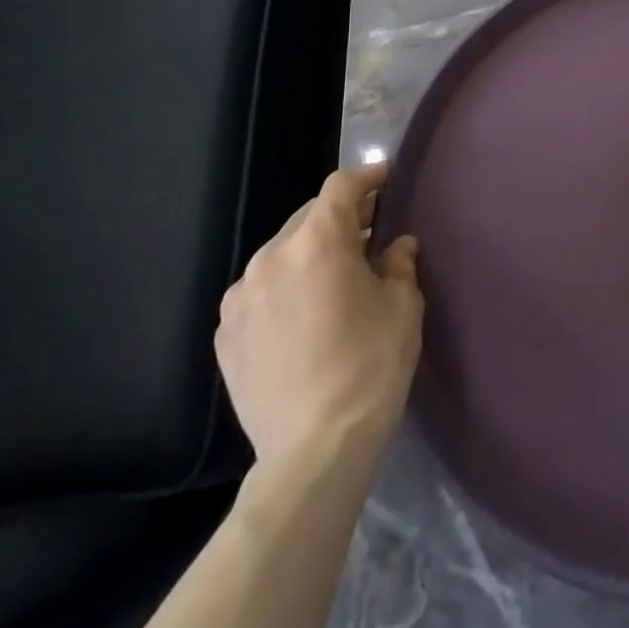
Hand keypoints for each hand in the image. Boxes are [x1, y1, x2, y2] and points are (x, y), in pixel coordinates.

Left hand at [216, 165, 422, 471]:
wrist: (314, 450)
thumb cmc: (371, 364)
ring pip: (281, 254)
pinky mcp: (225, 336)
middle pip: (309, 217)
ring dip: (309, 253)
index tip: (386, 177)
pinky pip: (260, 292)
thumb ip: (398, 263)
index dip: (367, 177)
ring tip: (333, 277)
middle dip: (340, 218)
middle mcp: (272, 258)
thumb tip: (396, 246)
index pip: (341, 187)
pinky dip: (284, 288)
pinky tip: (303, 315)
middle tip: (369, 232)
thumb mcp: (403, 304)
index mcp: (318, 241)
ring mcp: (241, 298)